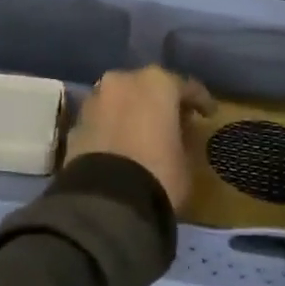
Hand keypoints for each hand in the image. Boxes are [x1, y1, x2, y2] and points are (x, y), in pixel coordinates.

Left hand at [65, 67, 214, 212]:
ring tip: (145, 134)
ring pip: (120, 101)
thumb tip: (176, 134)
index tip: (209, 114)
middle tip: (174, 121)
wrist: (105, 203)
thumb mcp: (186, 160)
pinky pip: (102, 120)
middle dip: (160, 102)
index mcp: (156, 83)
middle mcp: (122, 82)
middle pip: (147, 88)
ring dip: (133, 112)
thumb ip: (183, 139)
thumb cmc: (159, 175)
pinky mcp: (75, 125)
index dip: (200, 101)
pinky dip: (113, 128)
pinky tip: (121, 146)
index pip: (185, 86)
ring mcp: (94, 101)